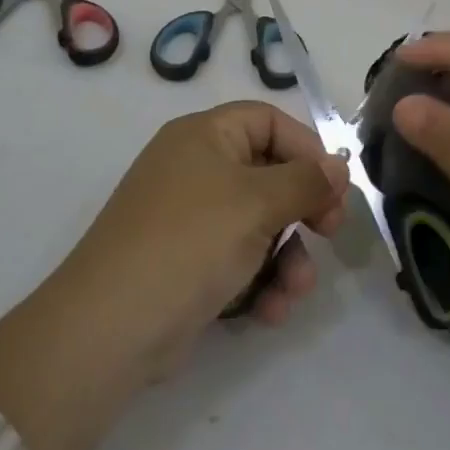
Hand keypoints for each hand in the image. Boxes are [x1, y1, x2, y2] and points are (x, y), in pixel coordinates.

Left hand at [64, 100, 350, 364]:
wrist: (109, 328)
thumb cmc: (190, 242)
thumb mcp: (257, 203)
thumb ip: (306, 180)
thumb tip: (340, 164)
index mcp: (204, 135)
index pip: (268, 121)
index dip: (306, 148)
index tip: (335, 187)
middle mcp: (195, 168)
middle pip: (268, 174)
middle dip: (303, 210)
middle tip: (330, 234)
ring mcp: (188, 218)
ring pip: (258, 224)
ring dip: (287, 256)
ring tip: (296, 291)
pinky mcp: (185, 264)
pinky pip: (236, 259)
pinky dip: (259, 281)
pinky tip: (271, 312)